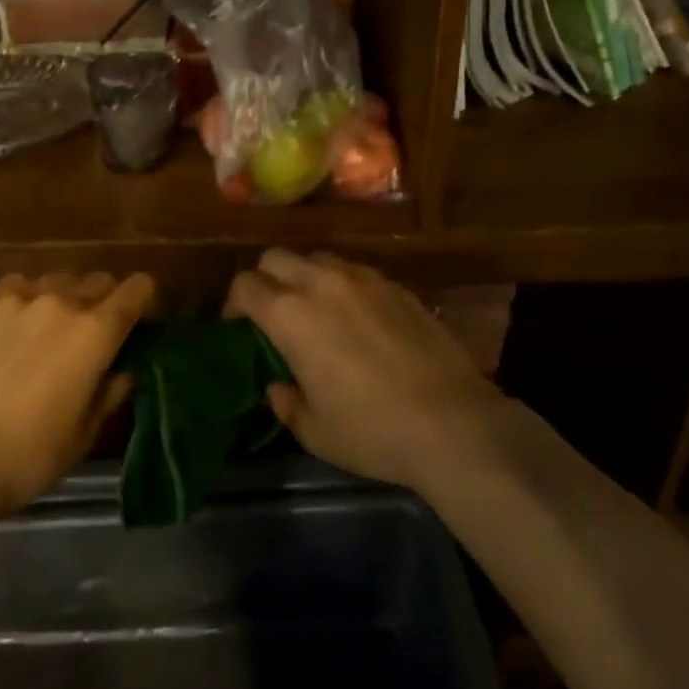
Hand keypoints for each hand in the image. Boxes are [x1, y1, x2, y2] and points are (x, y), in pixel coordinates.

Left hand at [0, 272, 153, 517]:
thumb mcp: (84, 434)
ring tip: (43, 330)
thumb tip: (122, 370)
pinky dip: (18, 302)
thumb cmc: (28, 456)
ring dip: (58, 298)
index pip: (135, 290)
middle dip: (101, 300)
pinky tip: (5, 331)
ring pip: (51, 281)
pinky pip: (10, 289)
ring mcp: (14, 299)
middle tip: (89, 332)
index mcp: (95, 332)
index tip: (138, 316)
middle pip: (95, 280)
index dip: (142, 298)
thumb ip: (109, 392)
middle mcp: (59, 302)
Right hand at [226, 250, 505, 491]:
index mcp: (292, 315)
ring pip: (318, 258)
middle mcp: (323, 283)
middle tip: (272, 312)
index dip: (234, 303)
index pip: (246, 285)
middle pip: (277, 257)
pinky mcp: (397, 286)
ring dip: (305, 277)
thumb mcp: (314, 431)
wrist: (453, 422)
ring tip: (315, 310)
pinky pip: (355, 272)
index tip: (238, 325)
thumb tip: (278, 385)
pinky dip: (342, 286)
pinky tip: (357, 318)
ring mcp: (364, 279)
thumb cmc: (372, 431)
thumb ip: (286, 402)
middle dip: (265, 278)